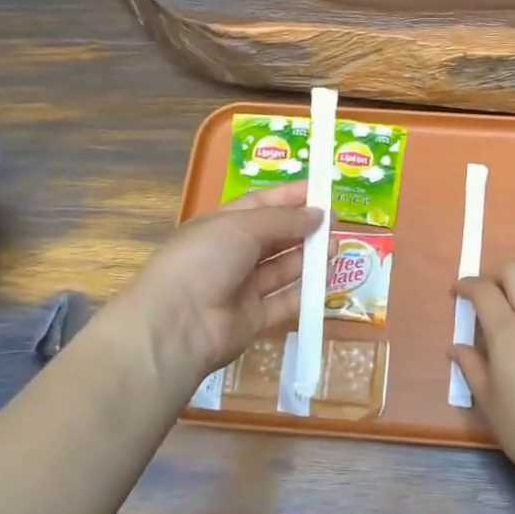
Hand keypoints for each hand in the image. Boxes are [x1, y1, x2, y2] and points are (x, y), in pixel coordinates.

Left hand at [99, 183, 320, 391]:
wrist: (177, 324)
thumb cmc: (204, 260)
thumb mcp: (242, 226)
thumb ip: (284, 220)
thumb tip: (319, 213)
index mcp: (221, 225)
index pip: (260, 205)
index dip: (290, 196)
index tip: (321, 189)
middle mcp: (231, 254)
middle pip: (274, 236)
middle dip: (303, 226)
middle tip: (336, 221)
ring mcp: (242, 288)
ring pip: (282, 268)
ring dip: (308, 256)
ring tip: (336, 246)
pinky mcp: (253, 318)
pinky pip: (284, 300)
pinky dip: (305, 290)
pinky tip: (326, 278)